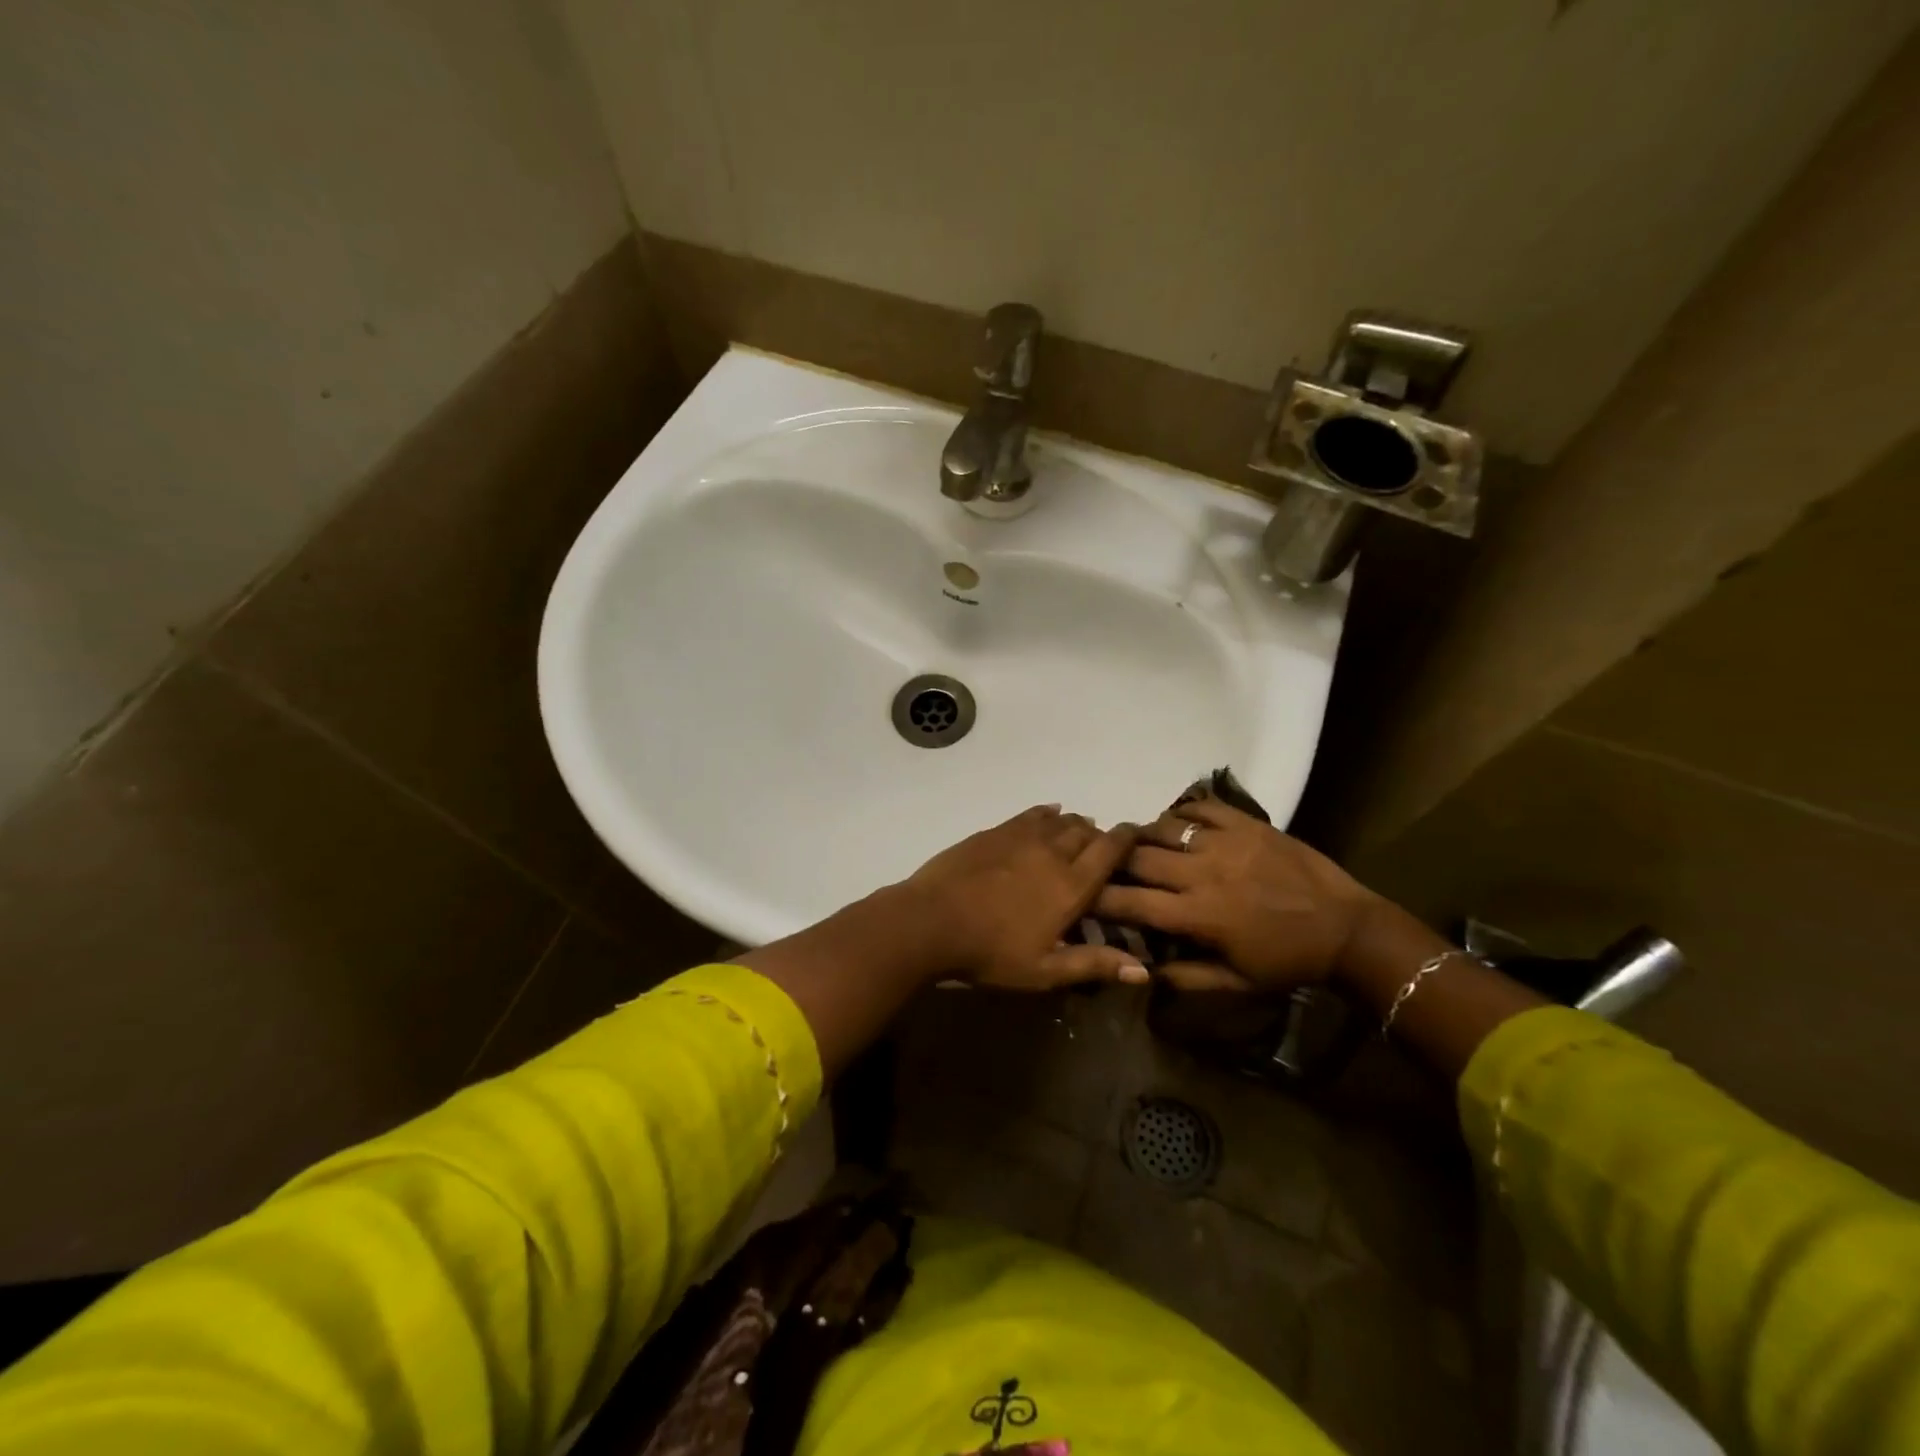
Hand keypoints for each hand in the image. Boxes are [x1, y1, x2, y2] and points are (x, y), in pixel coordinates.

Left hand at [906, 805, 1143, 989]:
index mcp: (1071, 885)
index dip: (1127, 838)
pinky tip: (1049, 813)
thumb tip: (1143, 971)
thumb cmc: (991, 952)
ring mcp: (1021, 837)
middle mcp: (1052, 852)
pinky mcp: (995, 831)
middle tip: (1102, 846)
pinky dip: (1046, 813)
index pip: (1110, 850)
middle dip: (1099, 835)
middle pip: (1086, 831)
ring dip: (1074, 824)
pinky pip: (1030, 814)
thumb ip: (1093, 965)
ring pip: (1059, 820)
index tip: (1137, 833)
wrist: (932, 921)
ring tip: (1078, 831)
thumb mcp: (1044, 970)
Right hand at [1092, 798, 1378, 990]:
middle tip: (1106, 864)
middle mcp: (1203, 873)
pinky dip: (1181, 812)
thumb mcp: (1236, 983)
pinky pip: (1201, 806)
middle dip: (1114, 861)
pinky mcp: (1247, 823)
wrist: (1348, 928)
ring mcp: (1226, 842)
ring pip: (1163, 827)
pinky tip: (1178, 823)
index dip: (1099, 898)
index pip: (1131, 901)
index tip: (1083, 896)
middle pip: (1138, 857)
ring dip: (1144, 835)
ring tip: (1139, 842)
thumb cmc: (1288, 962)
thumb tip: (1140, 970)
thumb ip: (1185, 977)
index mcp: (1198, 915)